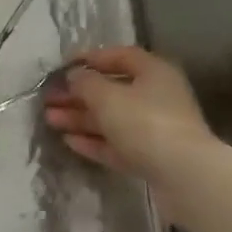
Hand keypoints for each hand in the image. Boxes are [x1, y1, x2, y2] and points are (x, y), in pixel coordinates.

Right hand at [43, 45, 211, 179]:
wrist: (183, 175)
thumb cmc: (144, 122)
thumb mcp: (107, 96)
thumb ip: (85, 82)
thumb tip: (74, 76)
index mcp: (153, 72)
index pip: (119, 56)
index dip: (89, 58)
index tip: (62, 67)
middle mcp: (156, 96)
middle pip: (111, 90)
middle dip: (78, 94)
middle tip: (48, 99)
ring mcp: (154, 129)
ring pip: (111, 119)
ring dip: (80, 118)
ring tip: (50, 120)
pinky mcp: (150, 157)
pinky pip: (116, 144)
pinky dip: (93, 141)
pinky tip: (69, 141)